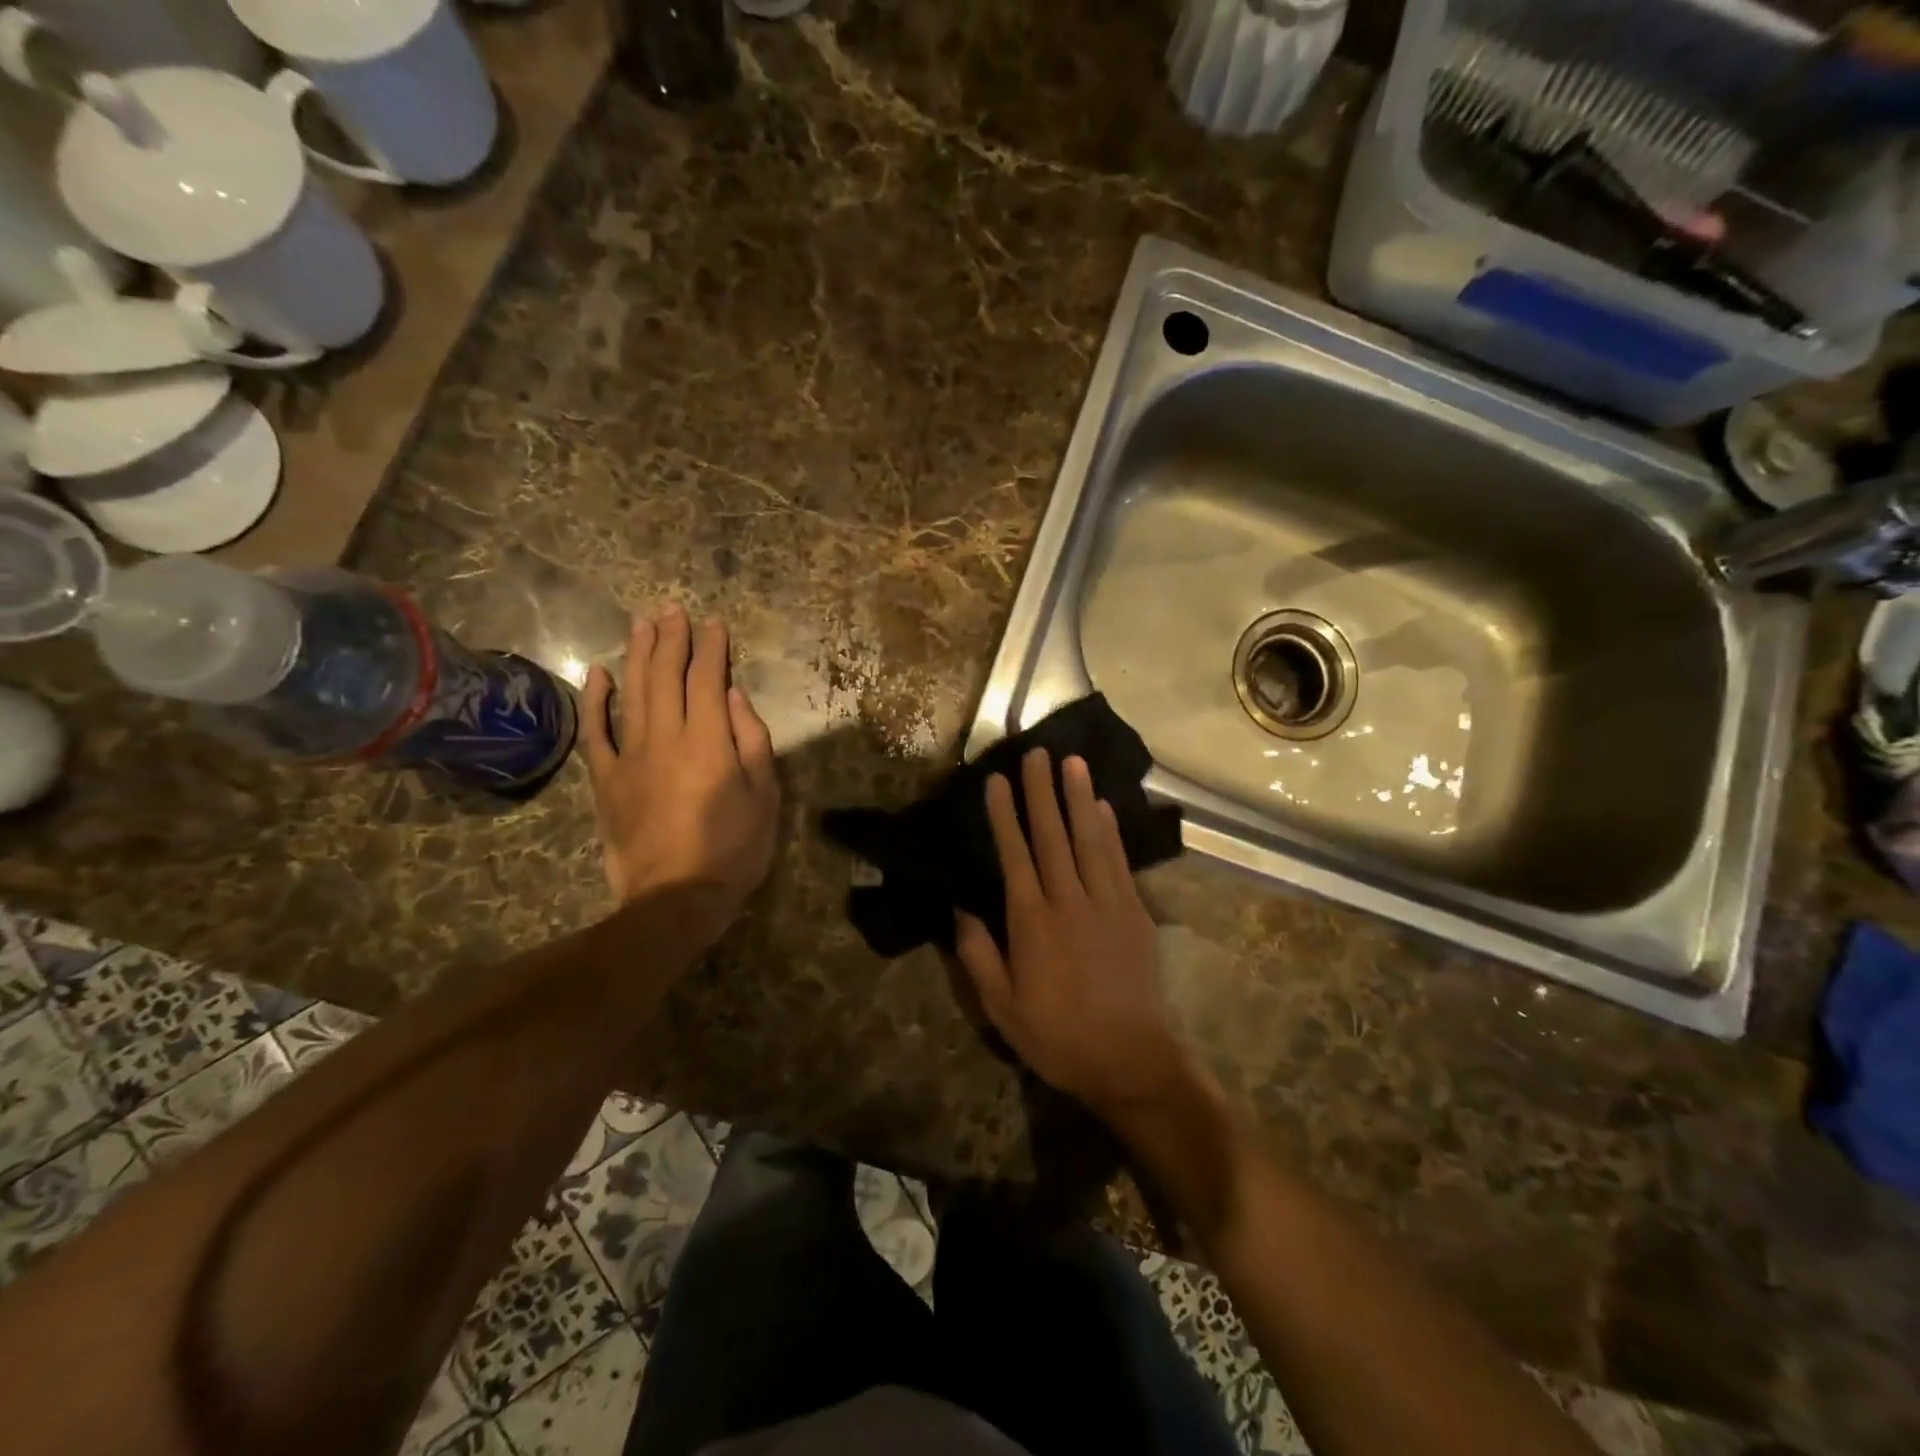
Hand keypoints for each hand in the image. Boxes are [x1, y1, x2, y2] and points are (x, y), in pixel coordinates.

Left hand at [582, 606, 779, 945]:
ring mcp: (630, 756)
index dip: (711, 648)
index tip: (713, 623)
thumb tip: (733, 697)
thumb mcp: (764, 796)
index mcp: (709, 741)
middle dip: (671, 639)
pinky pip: (595, 732)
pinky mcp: (605, 779)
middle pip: (665, 676)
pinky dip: (594, 700)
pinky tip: (596, 673)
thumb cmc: (733, 849)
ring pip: (631, 693)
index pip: (707, 680)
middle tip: (672, 609)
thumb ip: (752, 741)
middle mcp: (666, 737)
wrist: (674, 899)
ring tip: (641, 623)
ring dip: (636, 654)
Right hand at [954, 749, 1191, 1123]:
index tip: (998, 780)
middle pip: (1053, 835)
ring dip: (1080, 798)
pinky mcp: (1136, 913)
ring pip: (1090, 839)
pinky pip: (1120, 862)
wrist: (1131, 1061)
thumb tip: (961, 908)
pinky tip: (1105, 807)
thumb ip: (979, 955)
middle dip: (1042, 791)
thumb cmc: (1058, 1037)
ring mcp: (1108, 903)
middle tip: (1037, 752)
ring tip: (1073, 762)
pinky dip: (1112, 831)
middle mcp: (1069, 901)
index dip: (1005, 815)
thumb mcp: (1002, 1008)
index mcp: (1032, 922)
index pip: (1015, 855)